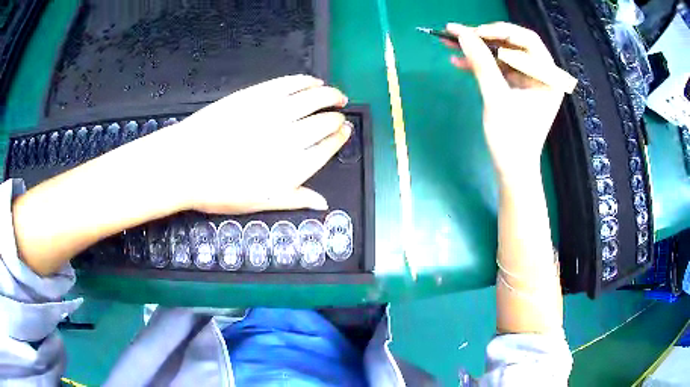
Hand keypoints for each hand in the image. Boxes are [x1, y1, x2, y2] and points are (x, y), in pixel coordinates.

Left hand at [157, 74, 350, 214]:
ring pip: (313, 98)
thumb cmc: (219, 190)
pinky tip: (313, 81)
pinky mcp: (257, 94)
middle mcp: (290, 138)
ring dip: (330, 94)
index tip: (345, 130)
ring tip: (336, 94)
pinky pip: (290, 84)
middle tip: (340, 112)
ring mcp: (274, 113)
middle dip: (336, 117)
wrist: (184, 164)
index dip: (339, 138)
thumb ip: (294, 199)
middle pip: (324, 122)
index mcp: (293, 168)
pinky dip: (306, 81)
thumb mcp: (259, 202)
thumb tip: (323, 202)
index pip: (327, 148)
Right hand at [445, 22, 564, 179]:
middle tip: (457, 33)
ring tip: (449, 43)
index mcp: (547, 77)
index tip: (474, 33)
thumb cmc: (512, 139)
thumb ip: (481, 63)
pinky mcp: (516, 87)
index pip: (527, 40)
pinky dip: (480, 64)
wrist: (513, 170)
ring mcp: (528, 80)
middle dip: (483, 38)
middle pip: (512, 44)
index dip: (500, 31)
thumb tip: (462, 34)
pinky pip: (498, 68)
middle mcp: (541, 75)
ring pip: (501, 54)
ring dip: (477, 49)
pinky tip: (459, 62)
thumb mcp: (496, 98)